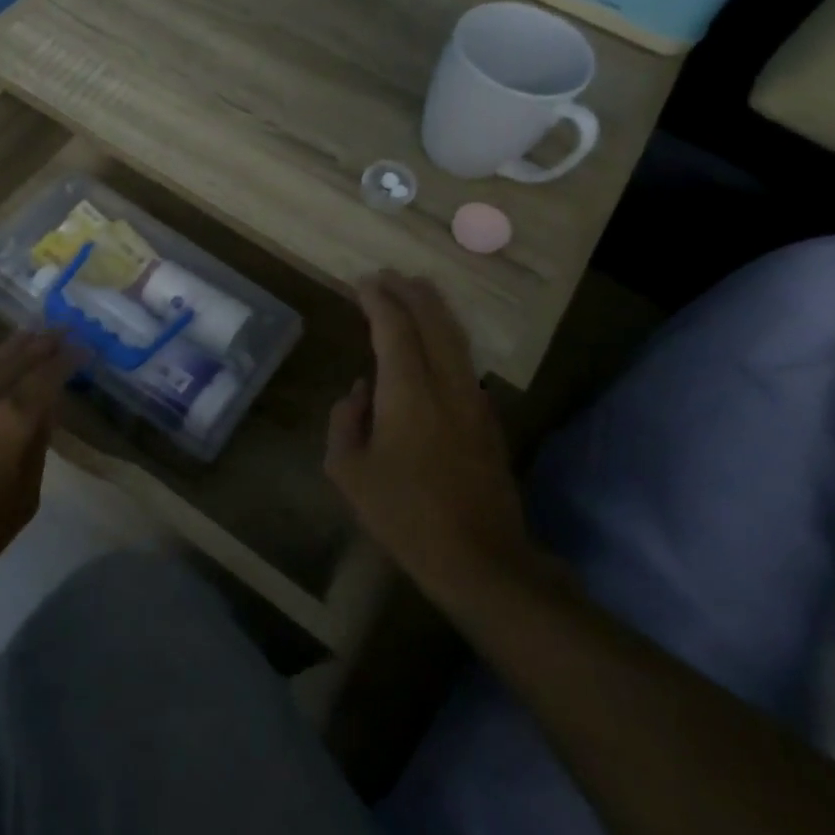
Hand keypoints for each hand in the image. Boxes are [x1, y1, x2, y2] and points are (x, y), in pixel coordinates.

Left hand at [0, 331, 81, 587]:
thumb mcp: (21, 501)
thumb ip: (35, 453)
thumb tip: (44, 418)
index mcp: (15, 418)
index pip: (48, 377)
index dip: (67, 360)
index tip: (83, 348)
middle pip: (18, 359)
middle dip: (42, 343)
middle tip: (60, 329)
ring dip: (12, 345)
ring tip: (28, 333)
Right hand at [324, 272, 534, 609]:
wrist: (479, 559)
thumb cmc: (403, 515)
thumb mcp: (348, 472)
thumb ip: (345, 421)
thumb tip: (359, 392)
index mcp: (407, 392)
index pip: (394, 328)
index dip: (378, 300)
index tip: (363, 283)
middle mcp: (447, 385)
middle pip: (433, 321)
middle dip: (410, 292)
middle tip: (387, 275)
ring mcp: (474, 400)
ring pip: (456, 337)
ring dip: (433, 309)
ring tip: (414, 292)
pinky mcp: (489, 420)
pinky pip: (465, 360)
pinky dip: (446, 336)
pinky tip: (433, 343)